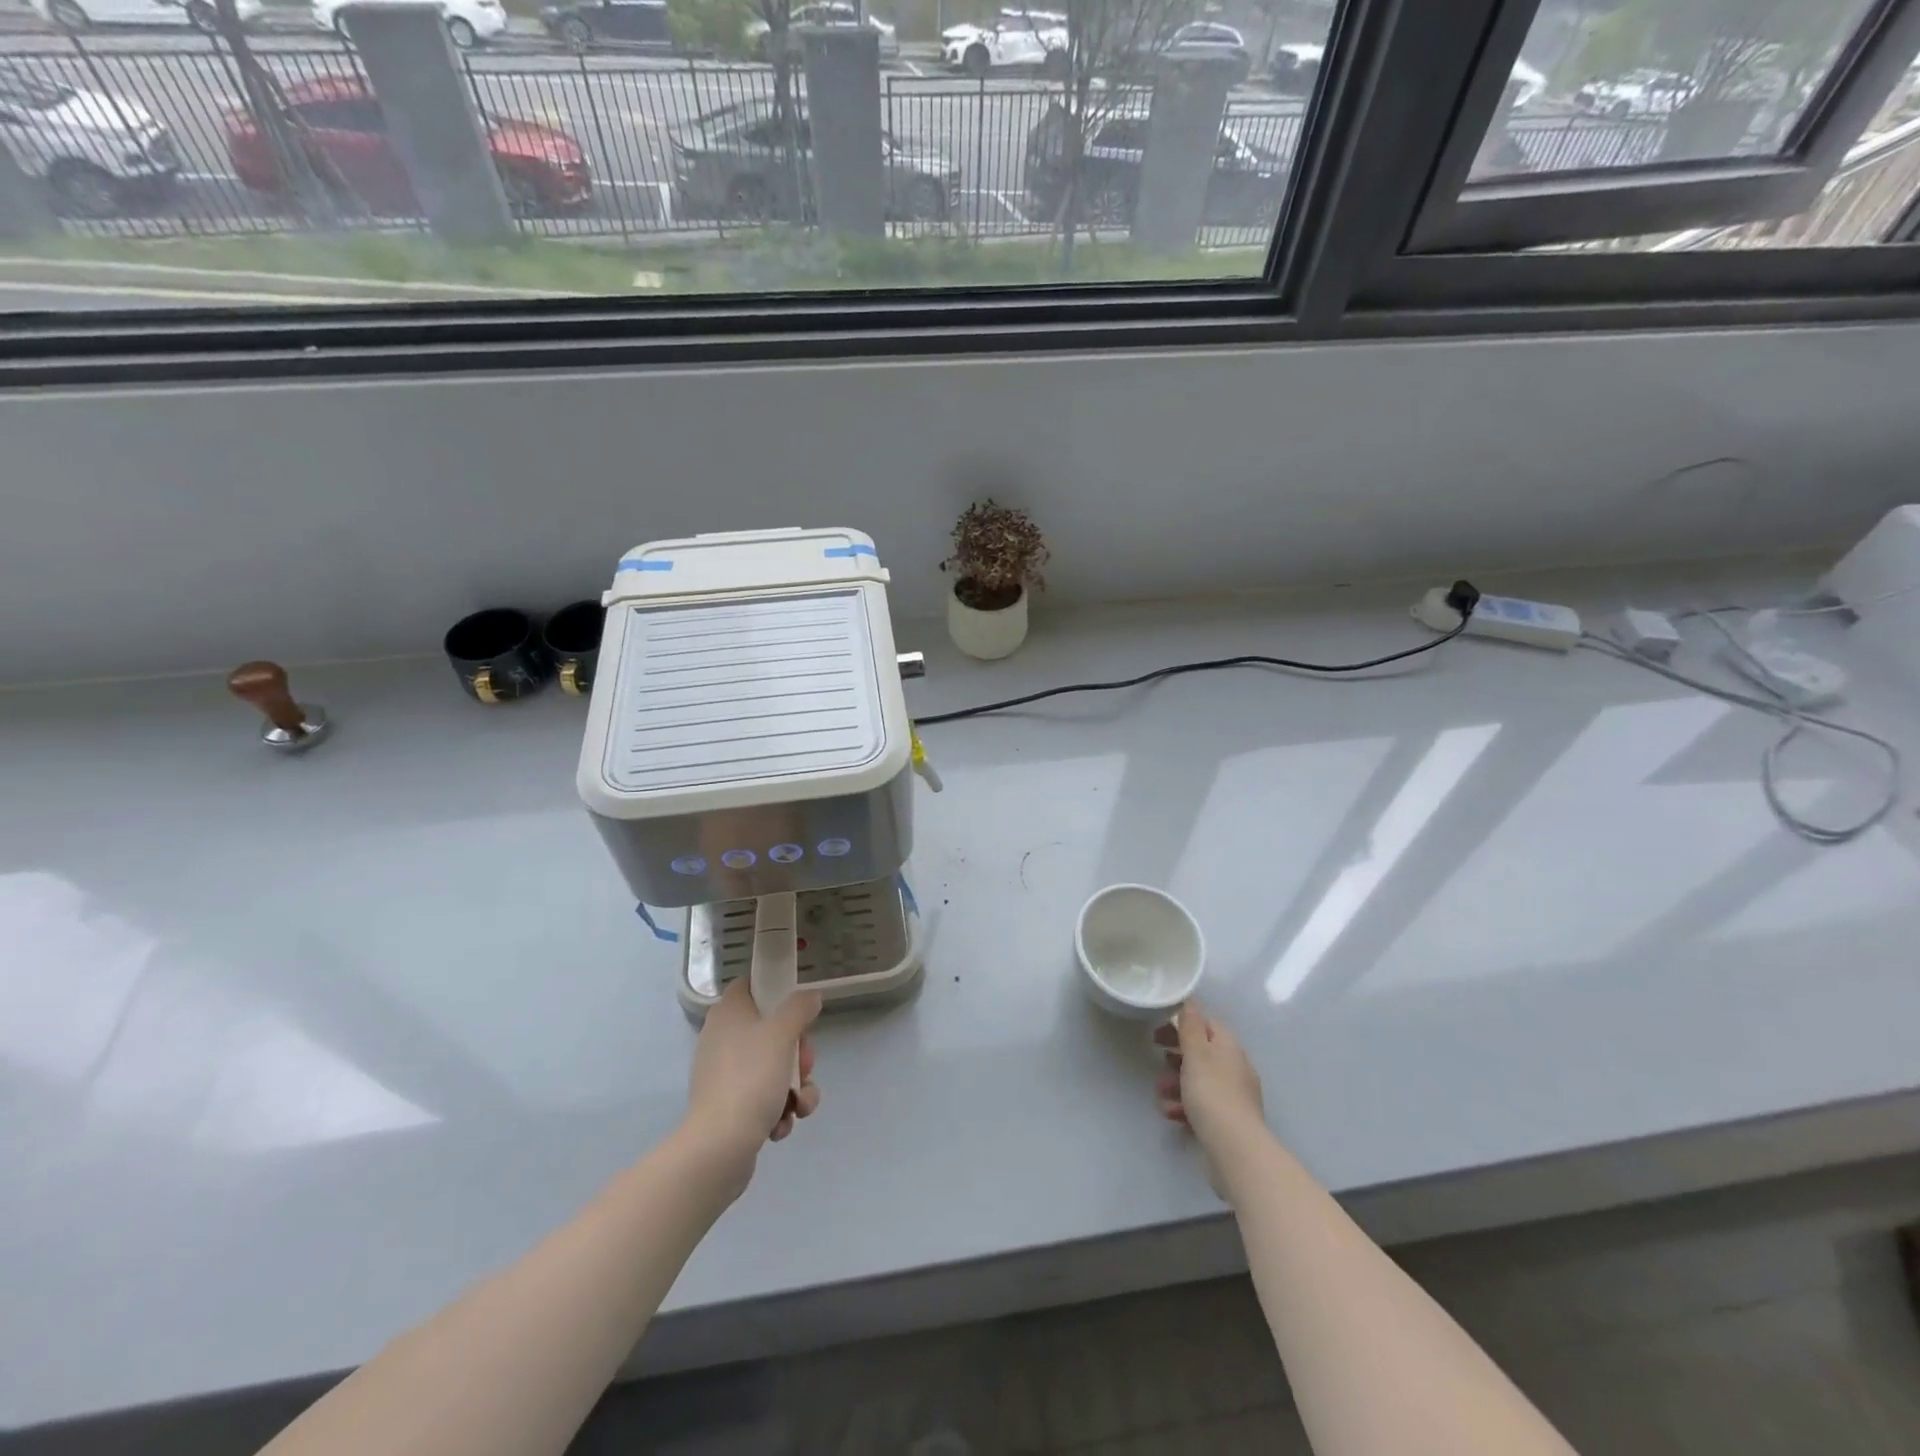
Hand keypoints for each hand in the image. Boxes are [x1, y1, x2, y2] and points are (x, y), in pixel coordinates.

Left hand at [686, 980, 822, 1167]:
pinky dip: (778, 1110)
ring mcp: (725, 1075)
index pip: (750, 986)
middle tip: (805, 1067)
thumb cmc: (751, 1078)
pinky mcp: (729, 1107)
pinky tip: (781, 1125)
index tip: (797, 1010)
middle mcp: (722, 1039)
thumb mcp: (783, 1033)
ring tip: (800, 1106)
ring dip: (795, 1087)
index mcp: (728, 1013)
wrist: (719, 1147)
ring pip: (774, 1068)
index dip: (776, 992)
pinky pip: (763, 1098)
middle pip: (771, 1031)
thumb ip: (800, 1007)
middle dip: (798, 1054)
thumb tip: (810, 997)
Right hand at [1154, 1000, 1264, 1154]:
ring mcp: (1233, 1095)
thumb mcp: (1196, 1053)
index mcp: (1228, 1046)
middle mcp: (1234, 1067)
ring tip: (1160, 1094)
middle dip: (1175, 1056)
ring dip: (1176, 1084)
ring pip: (1199, 1080)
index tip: (1159, 1031)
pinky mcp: (1228, 1120)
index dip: (1182, 1024)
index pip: (1206, 1023)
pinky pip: (1202, 1105)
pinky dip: (1185, 1106)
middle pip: (1201, 1052)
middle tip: (1156, 1057)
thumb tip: (1190, 999)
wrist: (1235, 1149)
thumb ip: (1190, 1025)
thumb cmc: (1212, 1093)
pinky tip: (1172, 1114)